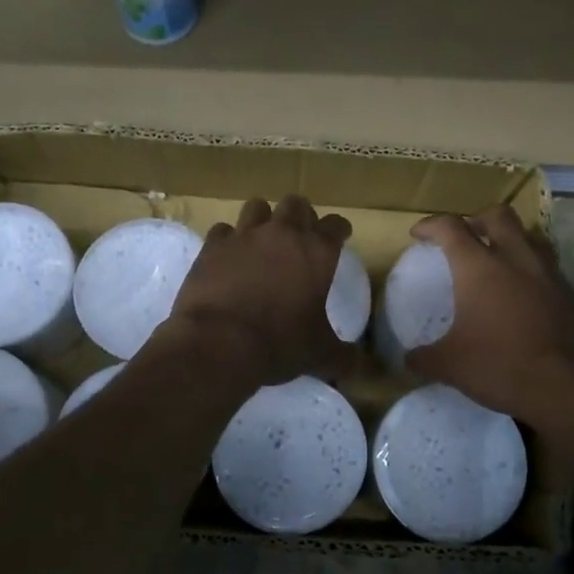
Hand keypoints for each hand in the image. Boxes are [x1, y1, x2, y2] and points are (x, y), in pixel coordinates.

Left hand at [160, 196, 359, 387]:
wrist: (219, 343)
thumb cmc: (279, 344)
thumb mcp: (320, 355)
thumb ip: (344, 356)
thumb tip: (360, 368)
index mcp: (317, 252)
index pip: (336, 225)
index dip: (339, 230)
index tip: (340, 237)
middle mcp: (282, 234)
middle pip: (296, 205)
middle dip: (300, 216)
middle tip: (300, 236)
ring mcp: (244, 236)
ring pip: (257, 207)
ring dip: (263, 219)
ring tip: (262, 240)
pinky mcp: (212, 246)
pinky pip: (223, 230)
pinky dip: (228, 240)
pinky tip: (228, 256)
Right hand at [405, 207, 573, 423]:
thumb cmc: (503, 366)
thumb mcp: (452, 366)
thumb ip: (425, 358)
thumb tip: (409, 359)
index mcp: (479, 267)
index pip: (451, 228)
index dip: (431, 225)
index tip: (420, 234)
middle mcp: (516, 259)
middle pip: (498, 216)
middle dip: (477, 219)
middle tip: (465, 236)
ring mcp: (550, 275)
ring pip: (530, 237)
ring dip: (511, 240)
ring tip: (499, 260)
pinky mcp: (573, 295)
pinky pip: (549, 269)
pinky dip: (532, 272)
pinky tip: (525, 298)